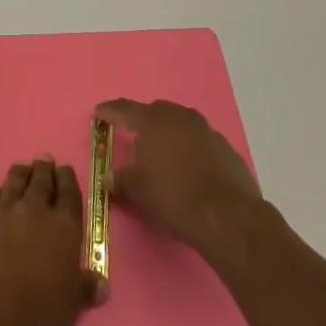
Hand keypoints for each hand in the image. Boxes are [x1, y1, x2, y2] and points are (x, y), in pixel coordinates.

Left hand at [0, 160, 97, 325]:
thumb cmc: (40, 321)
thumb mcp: (72, 305)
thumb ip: (85, 286)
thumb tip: (101, 284)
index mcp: (63, 226)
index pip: (68, 190)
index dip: (66, 178)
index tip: (63, 171)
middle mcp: (33, 210)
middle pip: (40, 179)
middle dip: (43, 170)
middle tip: (44, 164)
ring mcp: (1, 214)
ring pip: (13, 181)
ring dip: (20, 175)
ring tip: (22, 172)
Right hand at [96, 99, 263, 259]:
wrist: (226, 215)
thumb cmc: (173, 196)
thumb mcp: (137, 191)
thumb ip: (120, 180)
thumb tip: (109, 178)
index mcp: (153, 121)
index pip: (125, 109)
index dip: (109, 111)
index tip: (99, 113)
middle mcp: (179, 117)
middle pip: (156, 111)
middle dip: (142, 121)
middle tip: (132, 135)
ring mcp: (206, 130)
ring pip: (180, 124)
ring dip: (169, 134)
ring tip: (162, 153)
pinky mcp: (225, 148)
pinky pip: (200, 142)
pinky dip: (190, 149)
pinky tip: (188, 169)